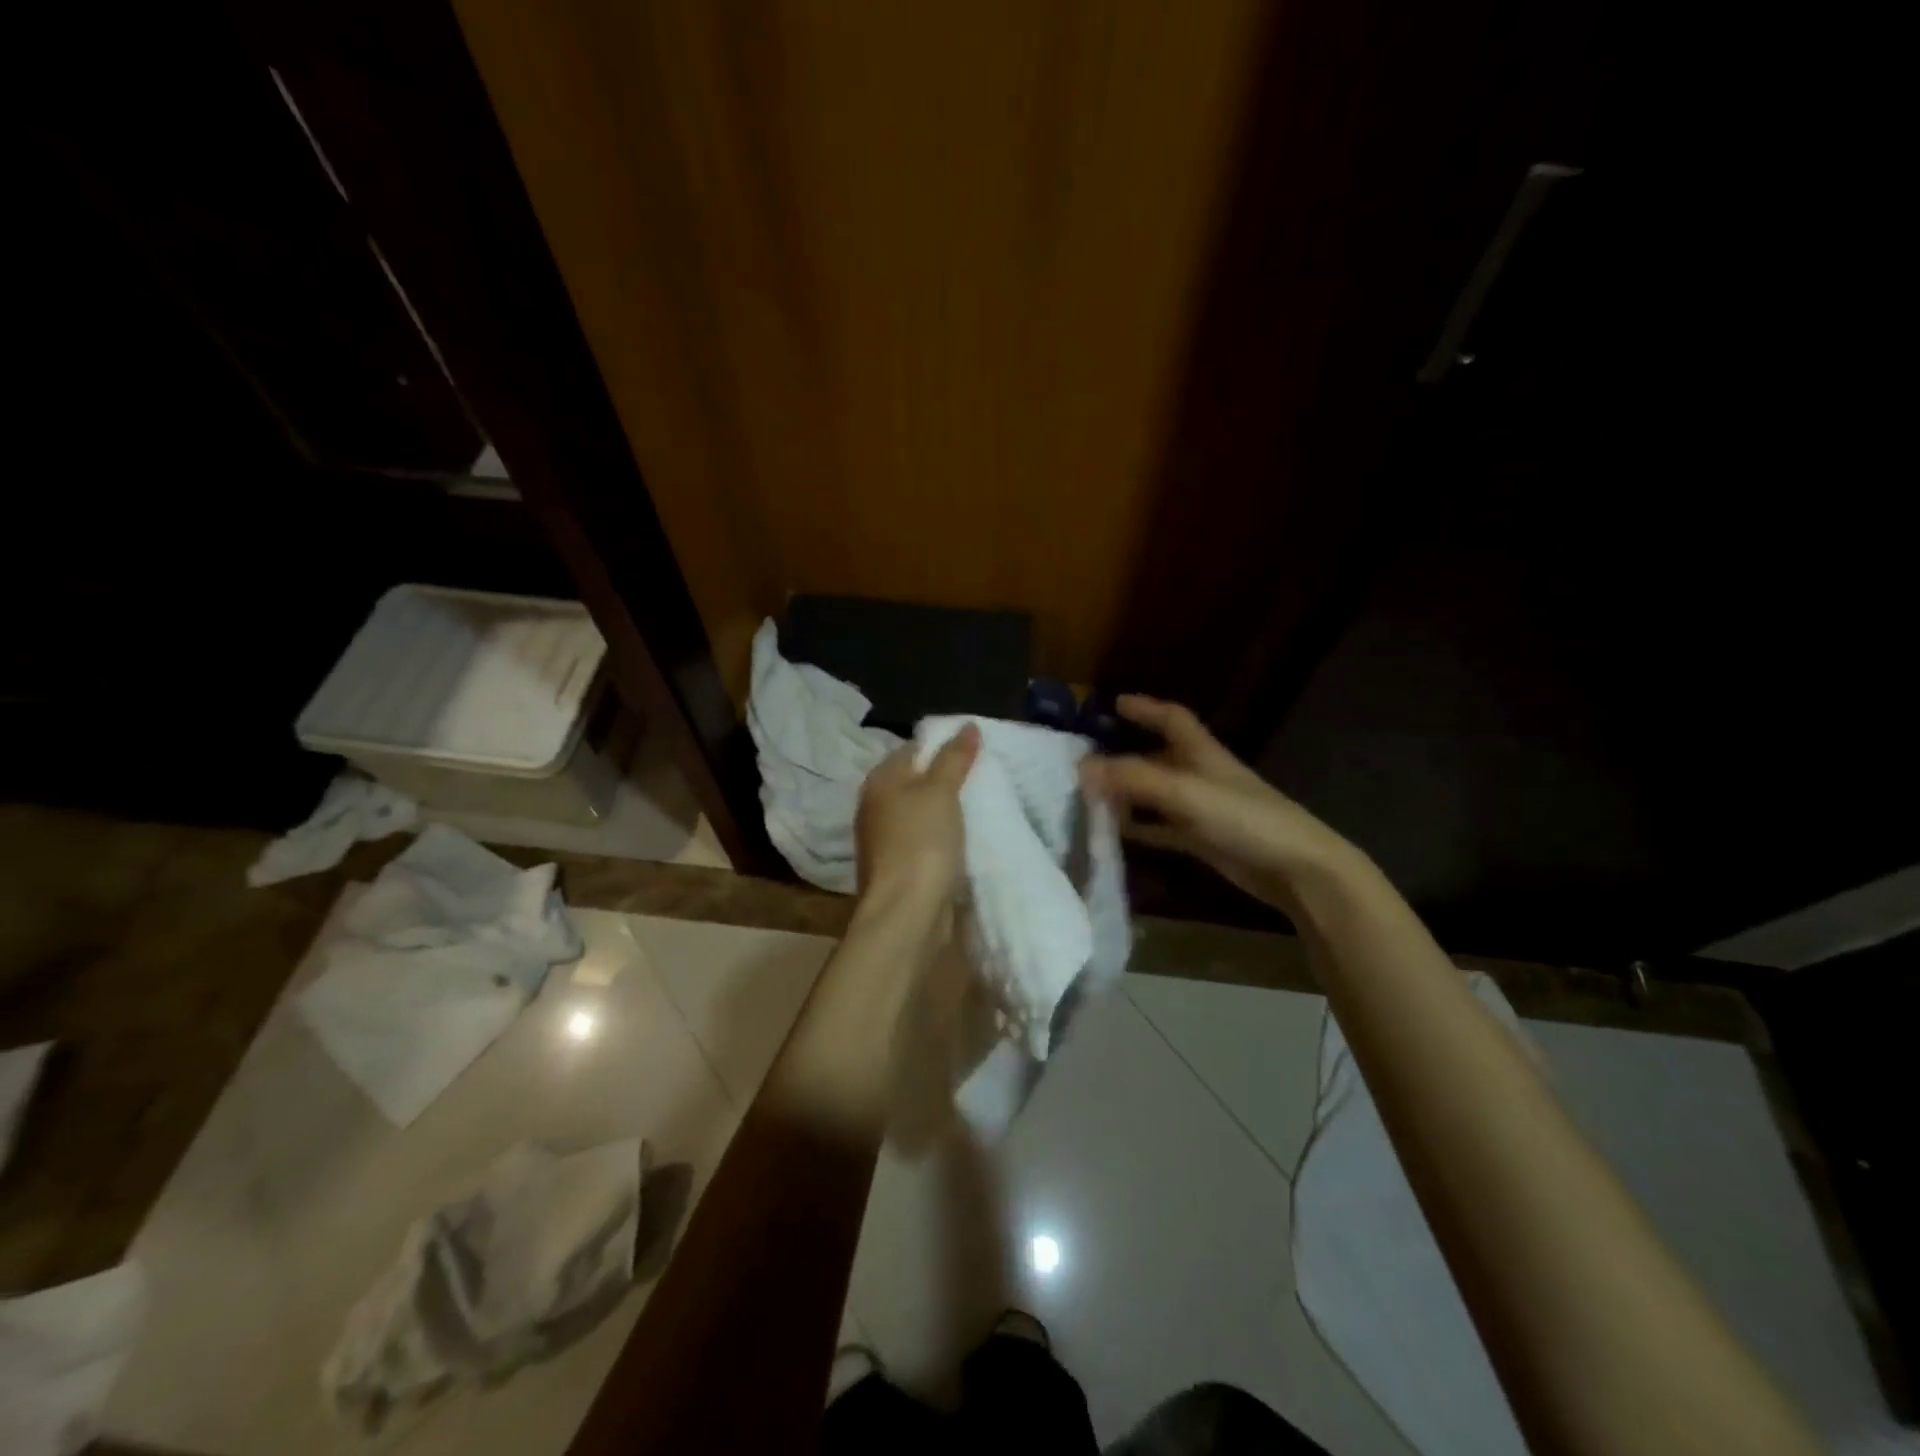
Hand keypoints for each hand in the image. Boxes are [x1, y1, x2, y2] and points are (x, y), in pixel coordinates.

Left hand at [855, 724, 980, 907]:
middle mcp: (876, 806)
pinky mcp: (899, 866)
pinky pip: (925, 839)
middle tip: (985, 776)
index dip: (943, 745)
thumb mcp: (941, 792)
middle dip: (947, 778)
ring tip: (982, 804)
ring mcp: (885, 839)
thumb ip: (954, 758)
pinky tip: (966, 838)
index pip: (913, 748)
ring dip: (946, 809)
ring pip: (921, 812)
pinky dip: (943, 836)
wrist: (906, 912)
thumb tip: (967, 725)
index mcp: (880, 781)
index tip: (977, 750)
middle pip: (916, 780)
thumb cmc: (921, 842)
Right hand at [1080, 695, 1354, 913]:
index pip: (1172, 718)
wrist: (1296, 869)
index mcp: (1202, 753)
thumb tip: (1082, 767)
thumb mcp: (1185, 792)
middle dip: (1124, 755)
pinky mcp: (1203, 840)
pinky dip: (1140, 827)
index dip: (1146, 708)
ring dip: (1127, 794)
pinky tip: (1115, 833)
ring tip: (1089, 797)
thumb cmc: (1245, 818)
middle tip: (1085, 760)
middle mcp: (1200, 776)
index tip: (1115, 703)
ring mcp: (1202, 810)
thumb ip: (1134, 778)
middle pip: (1158, 757)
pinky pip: (1162, 828)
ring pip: (1156, 794)